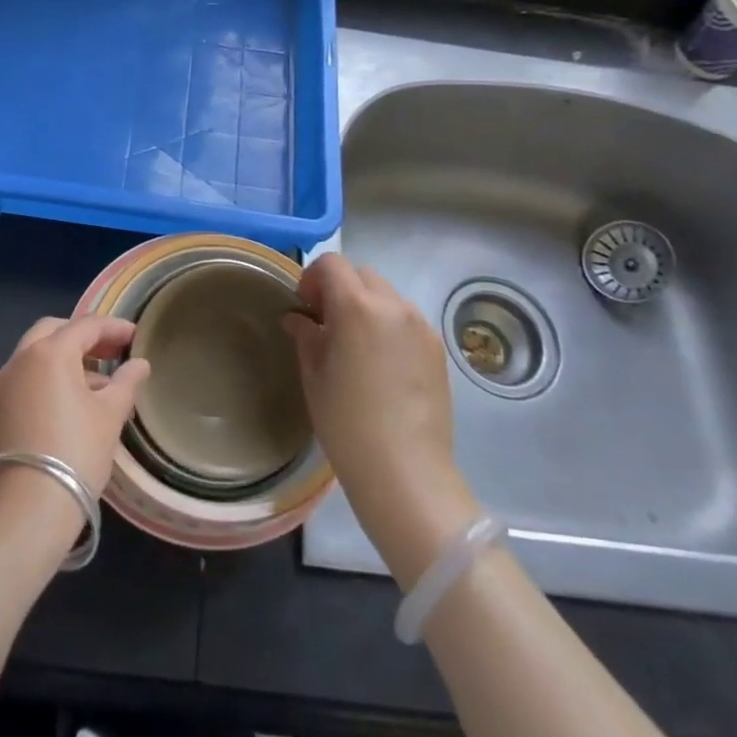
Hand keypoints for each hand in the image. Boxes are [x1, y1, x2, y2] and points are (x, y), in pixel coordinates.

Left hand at [0, 315, 149, 549]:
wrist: (27, 510)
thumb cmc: (76, 452)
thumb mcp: (110, 415)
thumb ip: (126, 382)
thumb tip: (139, 364)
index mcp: (50, 352)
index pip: (86, 325)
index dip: (114, 327)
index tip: (136, 336)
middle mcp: (22, 358)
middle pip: (55, 330)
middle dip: (85, 336)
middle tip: (112, 351)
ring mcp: (6, 384)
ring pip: (38, 354)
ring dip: (68, 357)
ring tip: (100, 381)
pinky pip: (29, 376)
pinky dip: (51, 376)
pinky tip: (75, 401)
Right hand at [283, 255, 479, 587]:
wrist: (405, 472)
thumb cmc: (347, 424)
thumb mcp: (314, 376)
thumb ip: (306, 336)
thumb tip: (299, 319)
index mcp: (357, 307)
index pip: (331, 264)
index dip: (312, 279)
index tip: (306, 310)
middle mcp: (393, 306)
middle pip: (361, 275)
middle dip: (340, 290)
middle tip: (327, 326)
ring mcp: (420, 326)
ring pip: (387, 296)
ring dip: (367, 306)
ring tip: (357, 347)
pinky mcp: (437, 348)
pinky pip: (407, 320)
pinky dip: (389, 326)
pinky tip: (382, 365)